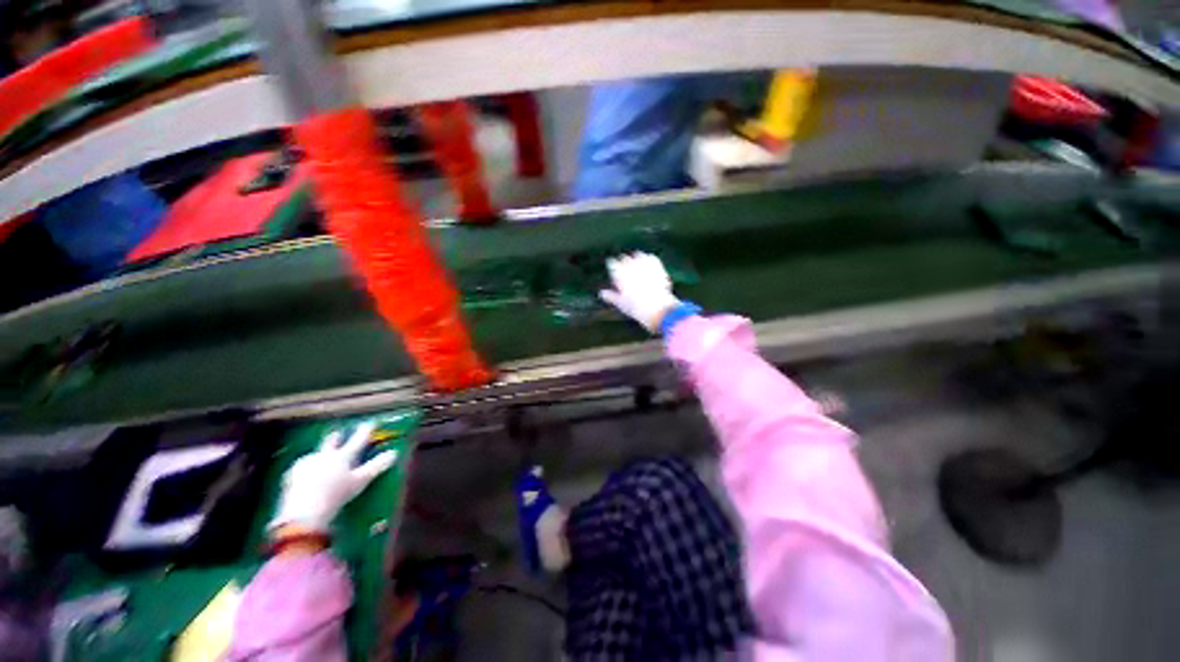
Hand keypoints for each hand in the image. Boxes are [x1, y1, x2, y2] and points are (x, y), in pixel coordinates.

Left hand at [270, 422, 397, 535]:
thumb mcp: (361, 481)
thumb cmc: (337, 494)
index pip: (358, 440)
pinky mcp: (292, 475)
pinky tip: (306, 474)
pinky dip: (307, 468)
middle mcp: (324, 456)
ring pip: (315, 454)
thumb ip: (377, 466)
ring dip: (320, 454)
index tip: (370, 423)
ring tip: (321, 457)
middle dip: (336, 437)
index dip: (365, 431)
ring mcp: (307, 464)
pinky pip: (302, 467)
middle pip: (331, 442)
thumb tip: (394, 453)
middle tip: (338, 433)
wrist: (304, 511)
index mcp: (343, 456)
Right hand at [598, 252, 681, 333]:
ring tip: (638, 267)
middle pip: (624, 258)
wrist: (657, 307)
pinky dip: (649, 260)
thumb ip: (610, 296)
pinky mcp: (656, 264)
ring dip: (636, 259)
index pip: (611, 263)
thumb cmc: (636, 307)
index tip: (613, 271)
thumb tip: (601, 293)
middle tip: (626, 271)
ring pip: (638, 255)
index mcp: (619, 273)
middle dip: (624, 263)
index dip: (612, 268)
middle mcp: (630, 265)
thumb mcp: (621, 303)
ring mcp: (644, 263)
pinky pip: (651, 257)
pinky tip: (649, 267)